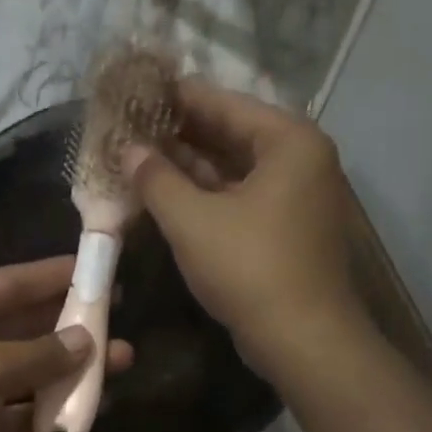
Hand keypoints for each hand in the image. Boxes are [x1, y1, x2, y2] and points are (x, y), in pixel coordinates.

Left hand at [0, 258, 132, 431]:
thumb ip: (40, 353)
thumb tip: (86, 341)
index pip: (8, 283)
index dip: (53, 276)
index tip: (97, 270)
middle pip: (21, 328)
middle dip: (68, 329)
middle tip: (117, 324)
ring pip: (25, 374)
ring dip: (66, 374)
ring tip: (117, 368)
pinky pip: (18, 413)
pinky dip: (47, 415)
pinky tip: (83, 416)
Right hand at [124, 79, 366, 381]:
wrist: (302, 339)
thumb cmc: (249, 268)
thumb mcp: (192, 220)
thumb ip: (157, 179)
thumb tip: (129, 151)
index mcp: (288, 141)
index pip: (223, 103)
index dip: (176, 98)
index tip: (136, 91)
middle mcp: (300, 160)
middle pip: (231, 134)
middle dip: (180, 134)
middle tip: (131, 126)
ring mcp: (296, 197)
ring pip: (235, 170)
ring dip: (189, 167)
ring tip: (139, 157)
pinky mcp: (286, 230)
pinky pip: (241, 198)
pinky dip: (207, 196)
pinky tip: (167, 195)